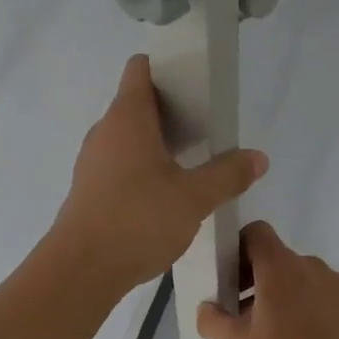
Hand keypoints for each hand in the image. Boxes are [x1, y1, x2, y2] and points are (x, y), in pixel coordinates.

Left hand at [50, 55, 267, 293]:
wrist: (81, 270)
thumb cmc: (137, 220)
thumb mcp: (193, 198)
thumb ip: (227, 175)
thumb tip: (258, 158)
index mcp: (127, 118)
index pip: (140, 69)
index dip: (167, 67)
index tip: (196, 83)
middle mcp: (105, 131)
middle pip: (137, 103)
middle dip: (171, 110)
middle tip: (207, 128)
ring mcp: (93, 161)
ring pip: (129, 137)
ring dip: (158, 142)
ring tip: (192, 161)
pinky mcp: (90, 189)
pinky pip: (120, 163)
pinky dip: (143, 167)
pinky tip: (165, 192)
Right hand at [196, 221, 338, 338]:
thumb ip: (212, 321)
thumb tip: (207, 308)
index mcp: (279, 265)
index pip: (255, 232)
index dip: (237, 247)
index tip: (228, 277)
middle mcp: (309, 264)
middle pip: (274, 256)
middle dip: (253, 276)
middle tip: (240, 312)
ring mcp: (333, 282)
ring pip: (296, 275)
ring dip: (278, 292)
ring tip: (269, 330)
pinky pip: (317, 291)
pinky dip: (302, 303)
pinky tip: (297, 338)